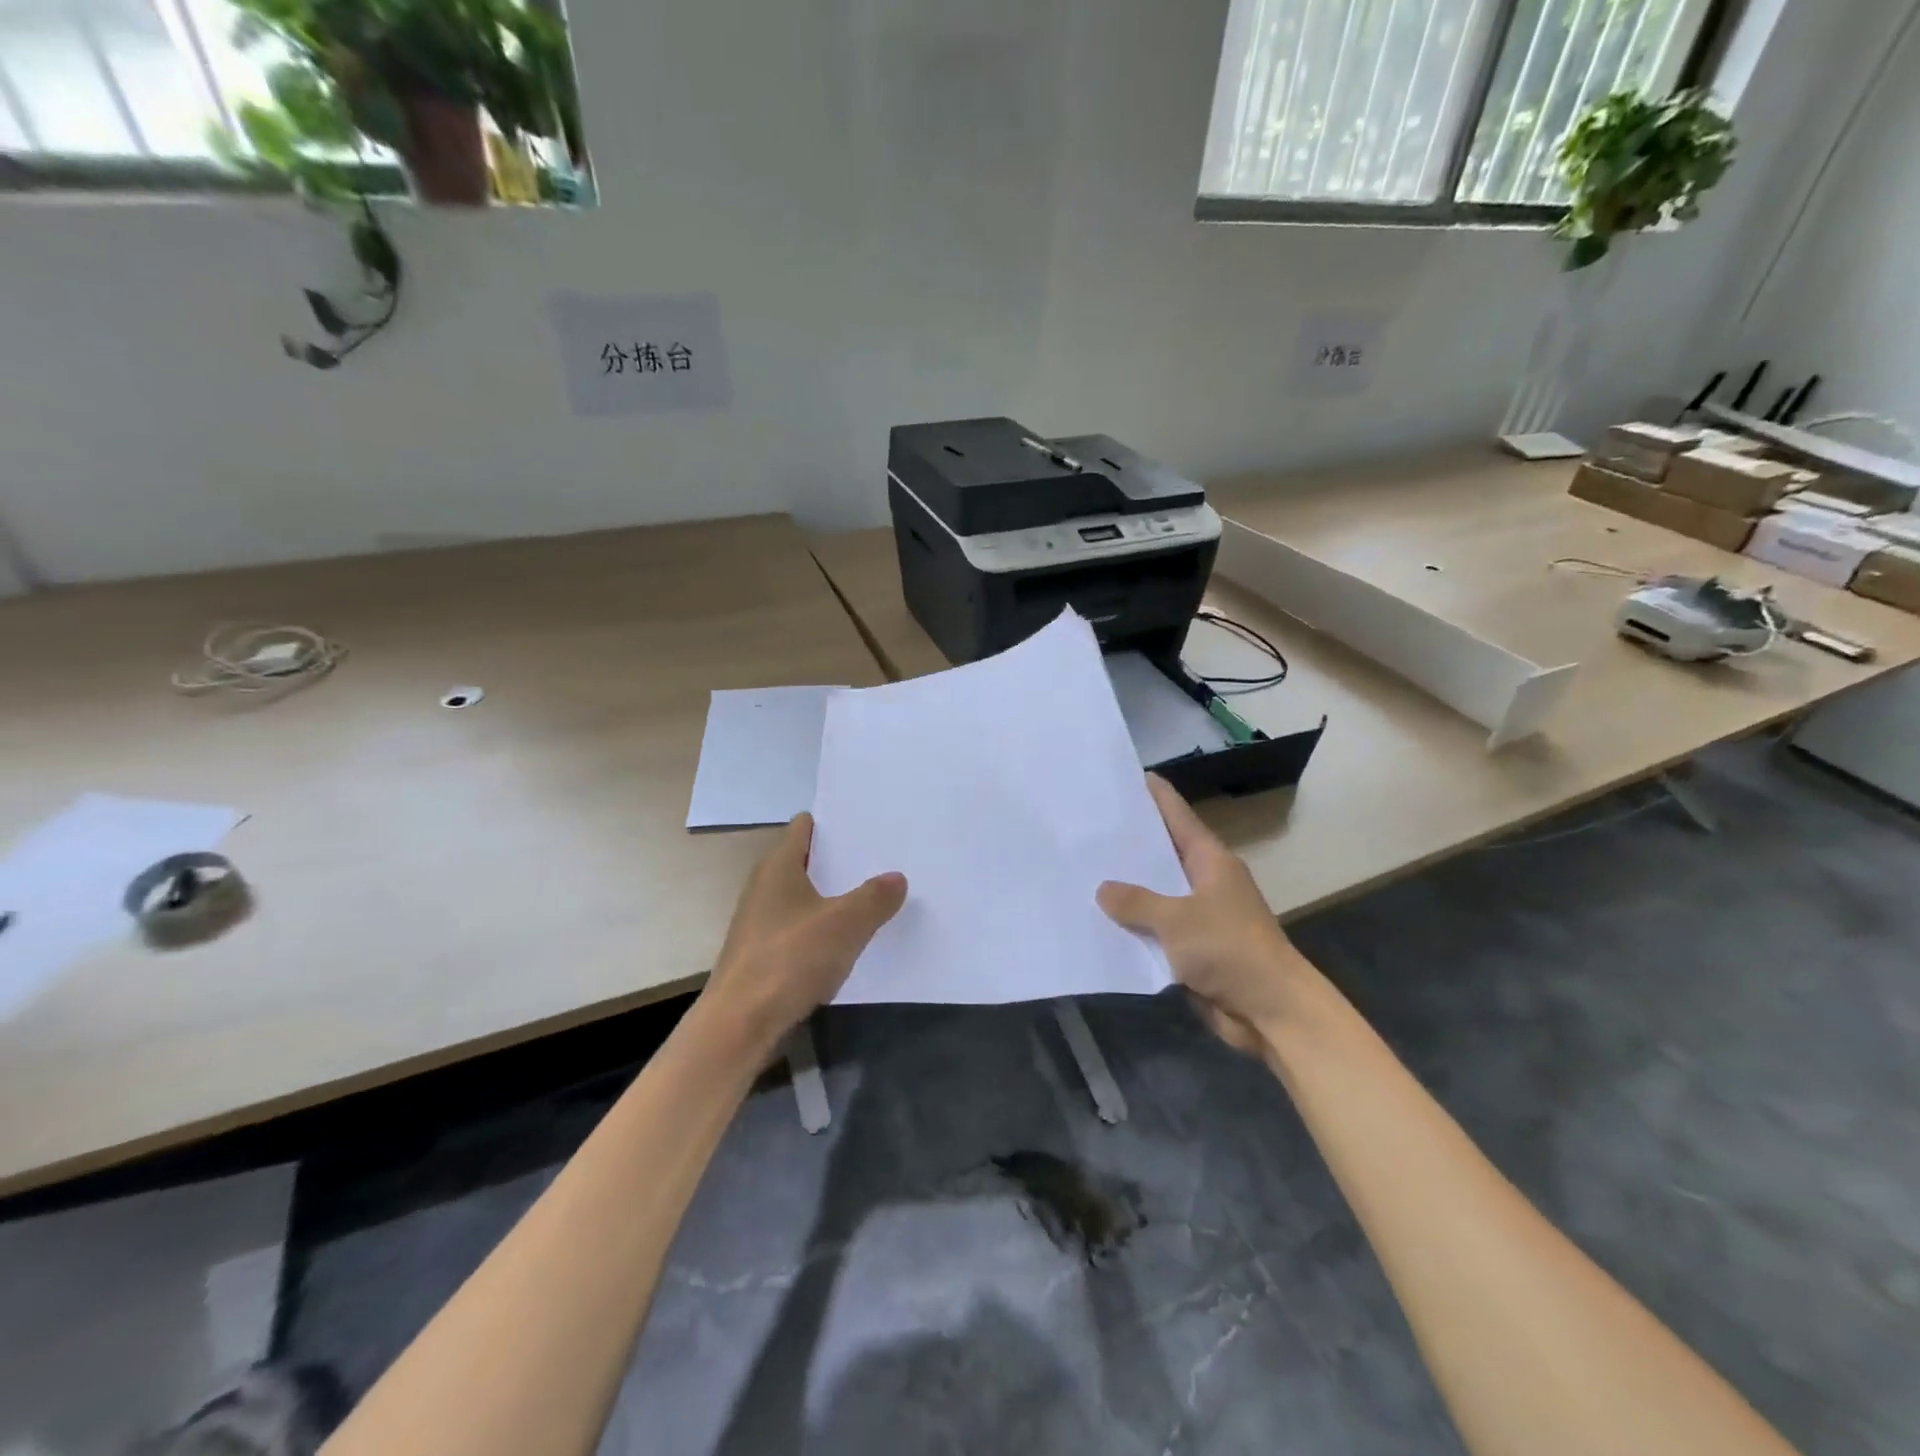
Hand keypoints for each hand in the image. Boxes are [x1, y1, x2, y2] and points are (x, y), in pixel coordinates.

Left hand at [701, 813, 906, 1052]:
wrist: (740, 1025)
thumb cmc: (790, 959)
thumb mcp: (845, 924)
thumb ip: (875, 897)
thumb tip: (897, 877)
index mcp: (779, 866)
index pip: (805, 826)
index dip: (835, 823)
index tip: (869, 825)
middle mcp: (765, 886)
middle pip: (808, 860)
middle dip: (842, 860)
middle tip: (884, 859)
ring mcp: (761, 921)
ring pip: (806, 896)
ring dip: (835, 896)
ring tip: (876, 897)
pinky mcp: (764, 953)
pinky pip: (801, 927)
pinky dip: (823, 928)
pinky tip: (849, 940)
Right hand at [1098, 775, 1316, 1054]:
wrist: (1271, 1010)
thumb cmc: (1229, 949)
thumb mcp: (1176, 919)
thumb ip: (1136, 901)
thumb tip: (1103, 889)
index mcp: (1210, 860)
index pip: (1178, 815)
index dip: (1156, 795)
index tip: (1130, 775)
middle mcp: (1206, 881)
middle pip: (1164, 853)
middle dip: (1131, 842)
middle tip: (1089, 824)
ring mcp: (1201, 915)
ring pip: (1157, 893)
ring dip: (1128, 888)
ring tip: (1084, 870)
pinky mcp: (1194, 947)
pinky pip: (1157, 928)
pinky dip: (1134, 924)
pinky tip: (1101, 920)